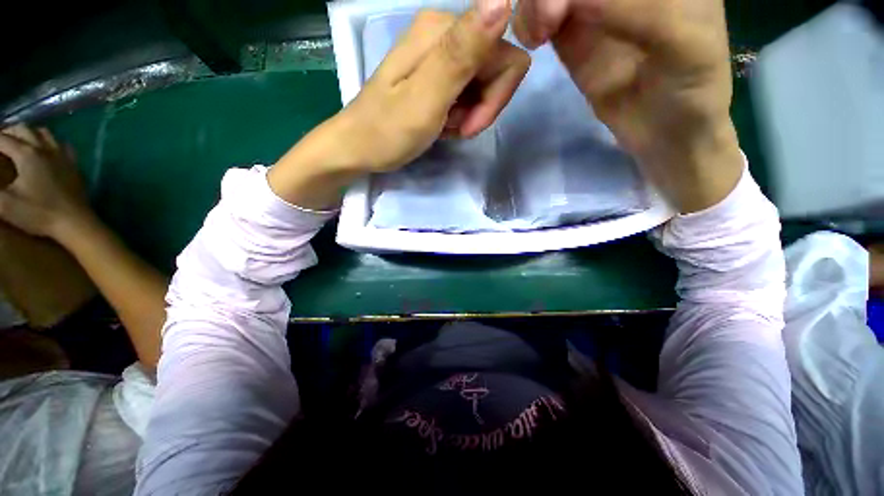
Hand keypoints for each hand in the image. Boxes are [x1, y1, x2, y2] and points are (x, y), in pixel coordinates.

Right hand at [0, 125, 93, 238]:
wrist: (75, 222)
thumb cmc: (38, 213)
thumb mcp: (5, 204)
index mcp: (26, 154)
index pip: (3, 139)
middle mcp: (45, 149)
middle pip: (24, 129)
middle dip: (8, 131)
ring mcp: (62, 156)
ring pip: (44, 133)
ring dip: (30, 132)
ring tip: (19, 140)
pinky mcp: (74, 165)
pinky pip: (63, 145)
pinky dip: (50, 141)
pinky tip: (46, 149)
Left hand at [269, 0, 529, 208]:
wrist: (358, 148)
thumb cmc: (388, 130)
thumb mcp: (426, 97)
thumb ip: (462, 53)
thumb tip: (503, 0)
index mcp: (443, 31)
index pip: (507, 57)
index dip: (497, 96)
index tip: (471, 122)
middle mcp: (444, 34)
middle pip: (496, 69)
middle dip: (483, 107)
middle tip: (457, 127)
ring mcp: (439, 56)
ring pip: (483, 85)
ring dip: (470, 114)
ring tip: (445, 126)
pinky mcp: (435, 76)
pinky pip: (467, 94)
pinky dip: (460, 115)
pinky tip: (442, 124)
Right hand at [513, 0, 743, 212]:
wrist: (665, 130)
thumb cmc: (691, 85)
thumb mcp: (680, 42)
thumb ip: (635, 11)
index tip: (564, 6)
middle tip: (546, 23)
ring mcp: (594, 7)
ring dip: (533, 3)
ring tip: (536, 36)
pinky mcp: (573, 37)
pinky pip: (542, 16)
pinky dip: (528, 21)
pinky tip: (533, 39)